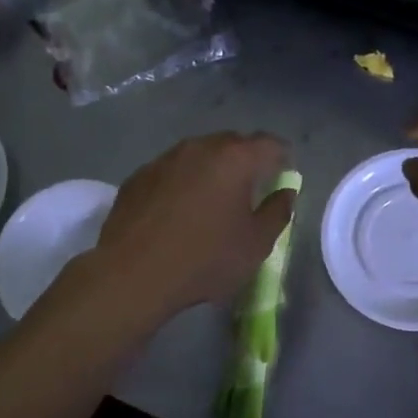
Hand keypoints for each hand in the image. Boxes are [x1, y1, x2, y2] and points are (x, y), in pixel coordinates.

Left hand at [94, 132, 296, 319]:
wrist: (131, 274)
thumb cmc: (204, 259)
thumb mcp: (256, 244)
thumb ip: (278, 213)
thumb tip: (286, 193)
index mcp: (235, 159)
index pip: (270, 144)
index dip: (282, 157)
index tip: (285, 175)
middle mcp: (200, 147)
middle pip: (233, 144)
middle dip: (247, 160)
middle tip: (252, 188)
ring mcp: (165, 159)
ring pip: (199, 154)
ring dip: (212, 170)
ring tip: (214, 199)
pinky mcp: (138, 176)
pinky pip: (172, 171)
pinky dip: (183, 182)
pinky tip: (179, 210)